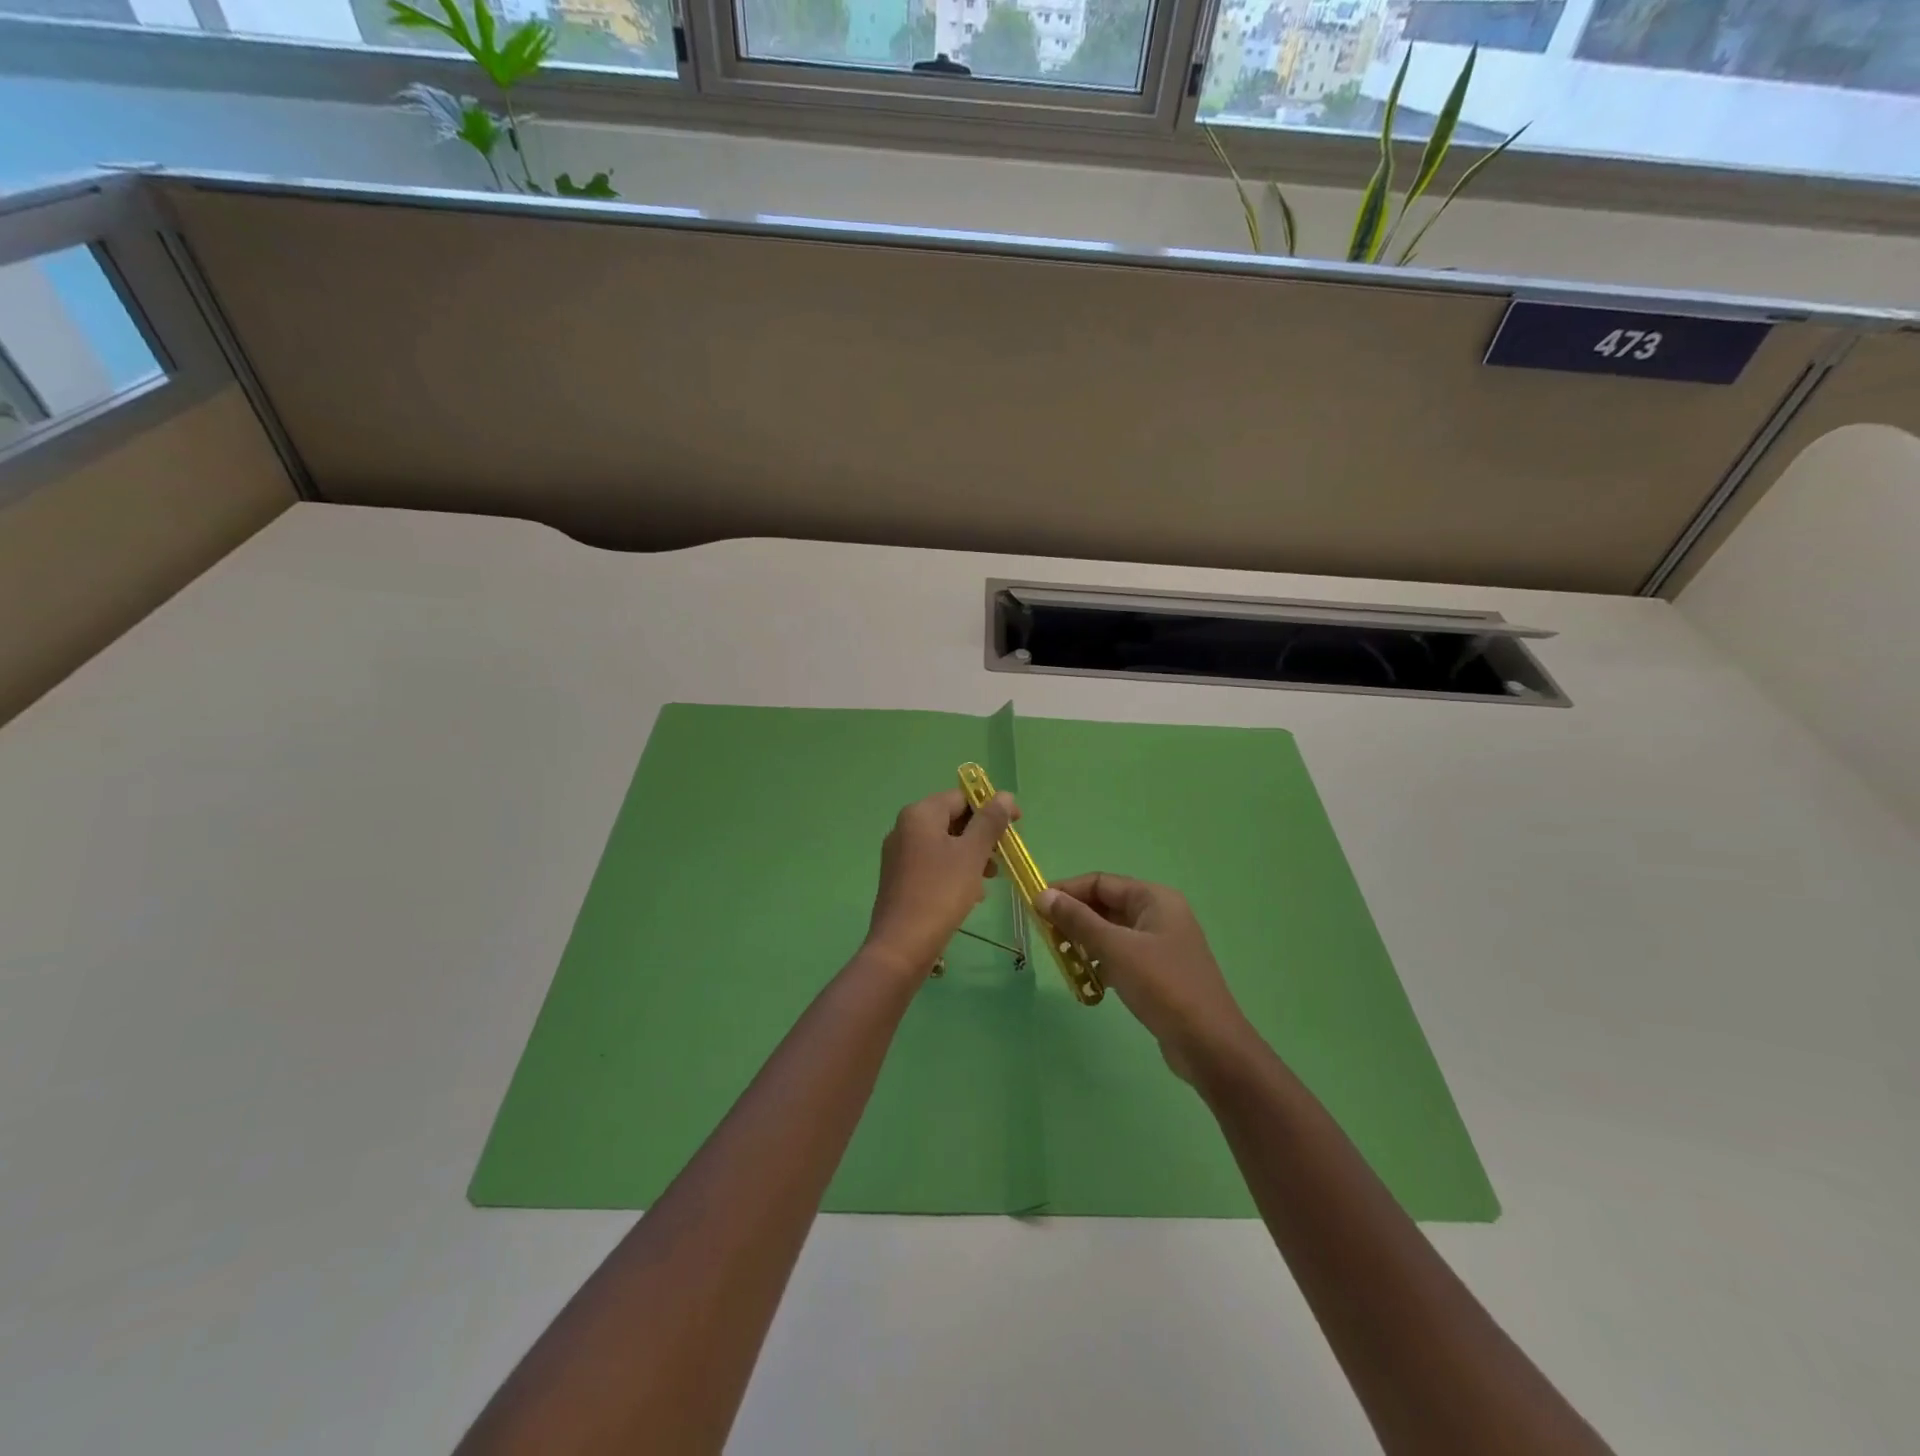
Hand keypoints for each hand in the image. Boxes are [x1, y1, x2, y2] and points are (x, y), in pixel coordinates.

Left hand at [862, 789, 1017, 979]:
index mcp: (920, 814)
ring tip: (991, 878)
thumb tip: (1004, 795)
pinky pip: (934, 863)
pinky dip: (955, 870)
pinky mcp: (900, 878)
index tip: (1017, 825)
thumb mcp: (972, 854)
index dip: (992, 806)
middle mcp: (905, 827)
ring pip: (945, 843)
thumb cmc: (941, 892)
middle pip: (952, 819)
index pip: (962, 796)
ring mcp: (900, 854)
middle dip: (982, 834)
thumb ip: (990, 822)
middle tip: (1004, 856)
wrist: (902, 945)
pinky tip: (972, 893)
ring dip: (972, 854)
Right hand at [1038, 874, 1256, 1083]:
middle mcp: (1159, 914)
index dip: (1067, 891)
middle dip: (1074, 919)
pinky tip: (1087, 981)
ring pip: (1112, 933)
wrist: (1209, 1044)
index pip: (1101, 882)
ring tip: (1062, 959)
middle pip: (1106, 906)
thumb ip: (1077, 920)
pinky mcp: (1160, 972)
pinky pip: (1122, 956)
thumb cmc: (1162, 985)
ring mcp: (1161, 944)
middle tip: (1045, 936)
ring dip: (1085, 943)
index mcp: (1154, 899)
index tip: (1035, 906)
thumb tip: (1043, 895)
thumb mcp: (1115, 948)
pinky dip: (1102, 963)